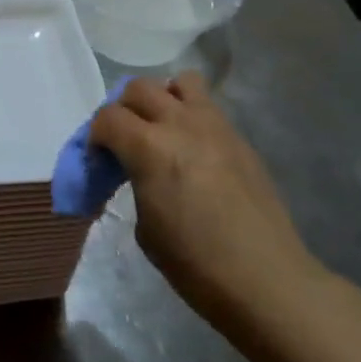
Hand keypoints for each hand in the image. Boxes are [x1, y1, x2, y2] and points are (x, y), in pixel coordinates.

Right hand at [89, 74, 321, 325]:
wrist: (265, 279)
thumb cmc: (195, 263)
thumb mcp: (145, 227)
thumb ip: (136, 183)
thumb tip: (138, 173)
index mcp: (150, 147)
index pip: (107, 117)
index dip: (95, 136)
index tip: (99, 160)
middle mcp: (181, 124)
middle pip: (139, 88)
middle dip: (124, 109)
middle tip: (125, 141)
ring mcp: (216, 126)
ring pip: (181, 82)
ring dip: (163, 98)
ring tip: (162, 130)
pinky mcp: (240, 139)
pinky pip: (208, 108)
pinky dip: (192, 117)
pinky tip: (194, 153)